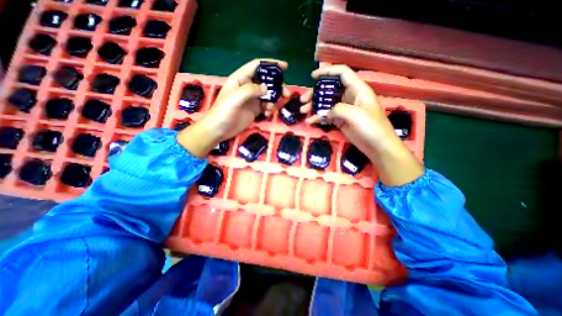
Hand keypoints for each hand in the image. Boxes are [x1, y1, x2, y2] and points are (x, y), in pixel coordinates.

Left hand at [177, 58, 289, 156]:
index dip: (271, 64)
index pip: (257, 66)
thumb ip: (250, 90)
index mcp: (240, 78)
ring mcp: (252, 99)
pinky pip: (266, 105)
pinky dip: (270, 109)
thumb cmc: (223, 112)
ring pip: (268, 94)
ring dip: (274, 99)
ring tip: (273, 108)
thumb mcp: (235, 98)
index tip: (285, 67)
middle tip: (286, 93)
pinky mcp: (255, 109)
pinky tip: (267, 114)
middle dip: (277, 86)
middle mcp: (247, 86)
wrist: (219, 130)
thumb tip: (266, 88)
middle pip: (266, 81)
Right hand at [303, 65, 420, 185]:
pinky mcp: (341, 121)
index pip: (342, 73)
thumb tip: (326, 112)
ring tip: (303, 111)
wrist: (378, 147)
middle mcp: (350, 97)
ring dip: (314, 106)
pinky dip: (318, 118)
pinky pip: (327, 116)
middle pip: (330, 89)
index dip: (327, 71)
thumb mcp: (356, 115)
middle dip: (315, 93)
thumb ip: (339, 109)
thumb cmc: (372, 128)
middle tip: (303, 100)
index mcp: (358, 90)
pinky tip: (310, 121)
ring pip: (326, 103)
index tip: (313, 76)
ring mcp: (344, 110)